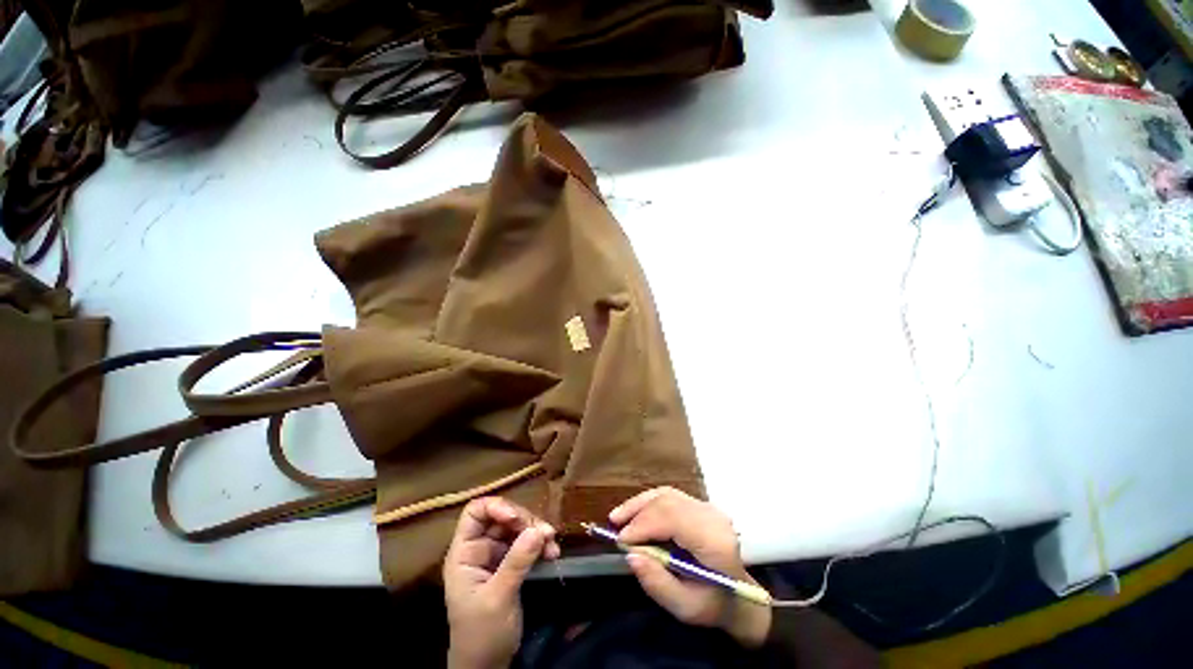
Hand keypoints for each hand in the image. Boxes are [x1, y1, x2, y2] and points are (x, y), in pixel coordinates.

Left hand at [444, 497, 560, 668]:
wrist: (488, 666)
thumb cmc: (482, 634)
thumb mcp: (498, 598)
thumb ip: (516, 562)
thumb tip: (538, 529)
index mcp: (465, 553)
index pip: (475, 513)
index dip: (496, 507)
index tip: (517, 519)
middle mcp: (480, 548)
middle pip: (502, 516)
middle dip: (525, 521)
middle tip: (545, 533)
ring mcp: (496, 555)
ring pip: (517, 528)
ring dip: (537, 531)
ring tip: (552, 544)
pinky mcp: (511, 564)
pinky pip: (527, 543)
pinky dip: (540, 544)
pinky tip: (552, 553)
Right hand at [611, 487, 770, 647]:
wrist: (741, 596)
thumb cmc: (714, 605)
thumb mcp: (686, 608)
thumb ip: (658, 584)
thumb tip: (631, 555)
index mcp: (715, 541)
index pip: (674, 519)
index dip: (644, 524)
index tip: (621, 540)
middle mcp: (712, 516)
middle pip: (668, 502)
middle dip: (638, 514)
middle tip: (614, 529)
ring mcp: (707, 507)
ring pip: (666, 494)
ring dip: (639, 503)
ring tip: (617, 517)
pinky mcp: (699, 504)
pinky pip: (669, 496)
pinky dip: (648, 502)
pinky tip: (633, 511)